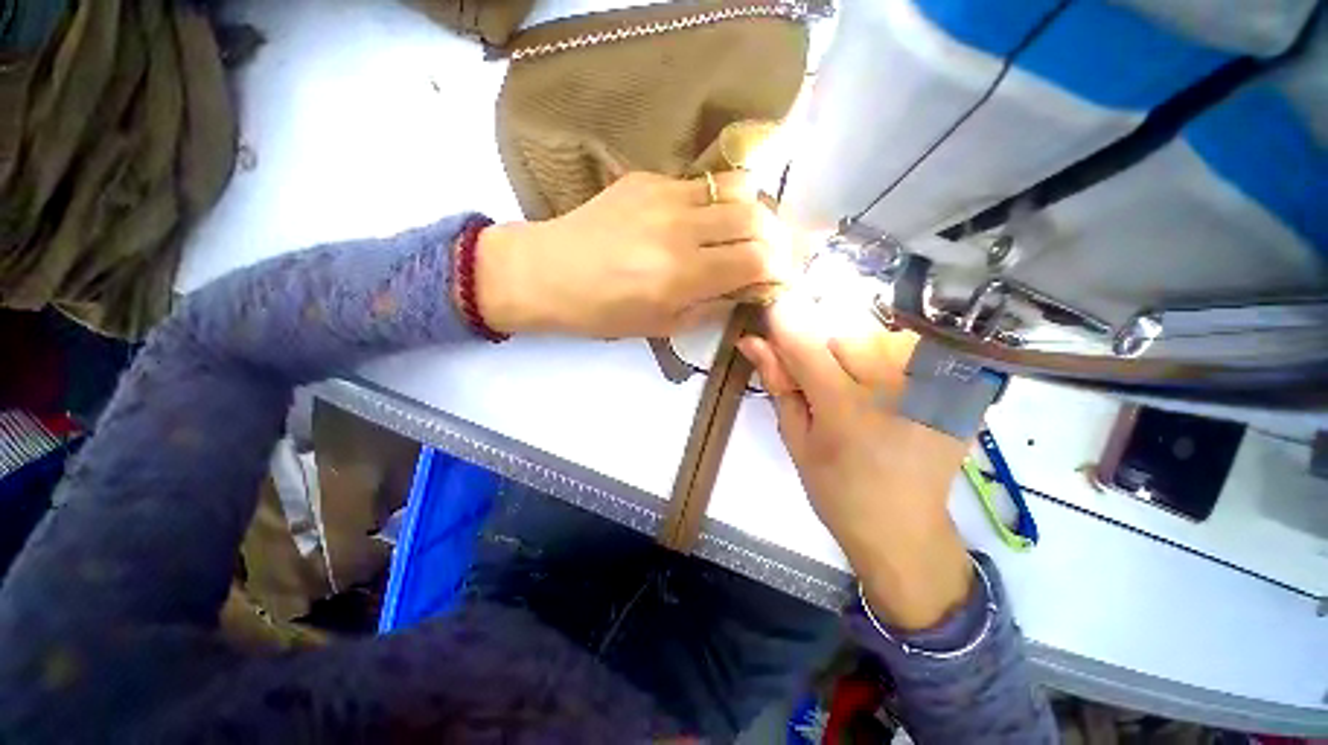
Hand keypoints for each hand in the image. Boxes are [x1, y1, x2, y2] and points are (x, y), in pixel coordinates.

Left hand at [473, 171, 796, 337]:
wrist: (547, 272)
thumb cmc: (602, 312)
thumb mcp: (662, 326)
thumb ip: (711, 306)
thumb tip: (746, 289)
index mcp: (681, 275)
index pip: (756, 260)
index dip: (778, 269)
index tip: (778, 279)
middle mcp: (679, 228)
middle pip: (756, 217)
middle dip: (775, 238)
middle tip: (771, 255)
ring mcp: (663, 195)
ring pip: (736, 188)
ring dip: (752, 213)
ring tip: (745, 234)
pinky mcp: (648, 178)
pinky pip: (701, 185)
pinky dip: (717, 203)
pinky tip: (704, 221)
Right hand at [736, 296, 972, 629]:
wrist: (904, 528)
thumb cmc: (837, 491)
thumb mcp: (796, 439)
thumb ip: (779, 384)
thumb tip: (752, 341)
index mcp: (847, 409)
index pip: (805, 343)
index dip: (782, 320)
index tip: (768, 308)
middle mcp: (894, 389)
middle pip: (842, 334)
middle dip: (821, 351)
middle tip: (821, 385)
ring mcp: (932, 387)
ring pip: (874, 338)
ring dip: (854, 356)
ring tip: (856, 393)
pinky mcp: (953, 390)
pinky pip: (906, 351)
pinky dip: (885, 363)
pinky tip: (885, 394)